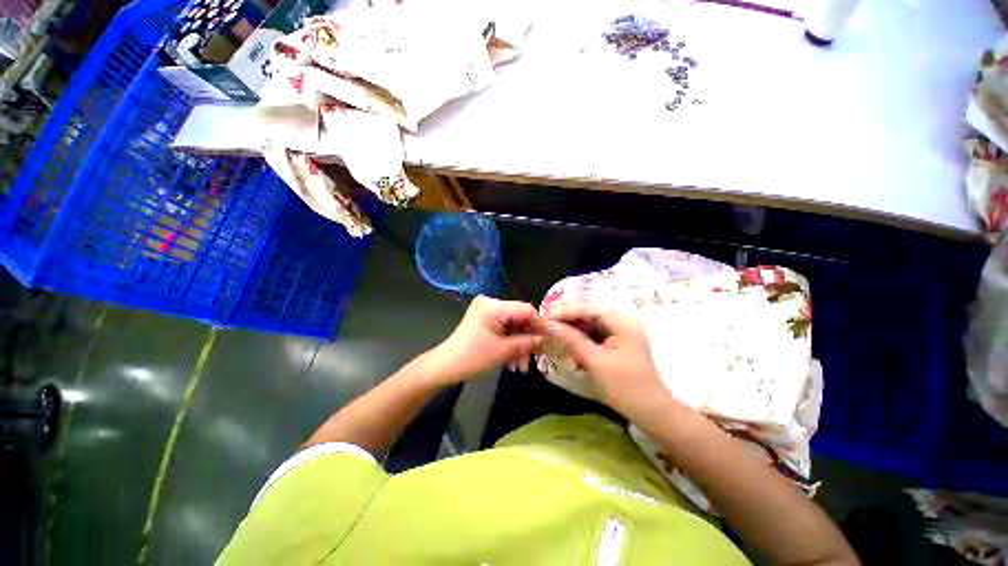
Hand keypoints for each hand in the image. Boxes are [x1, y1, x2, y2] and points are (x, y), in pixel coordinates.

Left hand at [423, 296, 543, 384]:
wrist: (445, 367)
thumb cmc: (472, 357)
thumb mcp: (503, 351)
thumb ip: (527, 343)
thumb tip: (545, 339)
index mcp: (493, 306)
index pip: (525, 309)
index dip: (539, 324)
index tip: (549, 339)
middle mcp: (490, 303)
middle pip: (519, 318)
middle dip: (527, 339)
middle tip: (534, 358)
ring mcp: (487, 312)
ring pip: (513, 326)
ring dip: (519, 345)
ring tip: (521, 366)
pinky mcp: (485, 320)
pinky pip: (504, 329)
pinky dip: (510, 343)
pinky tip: (513, 361)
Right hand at [541, 304, 671, 422]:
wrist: (652, 413)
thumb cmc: (624, 387)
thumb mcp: (594, 361)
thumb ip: (571, 339)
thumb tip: (548, 324)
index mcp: (622, 321)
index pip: (588, 309)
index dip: (564, 311)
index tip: (544, 316)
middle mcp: (622, 320)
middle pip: (588, 312)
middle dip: (567, 317)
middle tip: (545, 322)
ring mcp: (621, 330)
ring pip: (590, 322)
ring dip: (572, 327)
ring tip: (554, 331)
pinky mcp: (617, 341)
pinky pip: (594, 332)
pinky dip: (581, 337)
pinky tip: (569, 343)